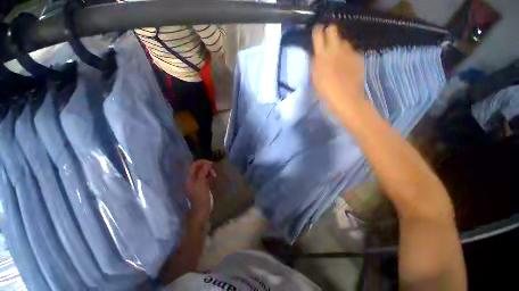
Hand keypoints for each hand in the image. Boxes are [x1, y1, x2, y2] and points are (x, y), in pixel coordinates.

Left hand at [185, 160, 215, 222]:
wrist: (202, 209)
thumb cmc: (200, 196)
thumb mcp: (201, 184)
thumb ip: (202, 173)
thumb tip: (206, 164)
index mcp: (189, 178)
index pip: (193, 166)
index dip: (201, 162)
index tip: (210, 162)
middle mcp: (192, 179)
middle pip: (198, 168)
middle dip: (206, 167)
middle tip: (213, 168)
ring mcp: (197, 182)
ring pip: (202, 172)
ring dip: (208, 171)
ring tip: (214, 174)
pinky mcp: (202, 185)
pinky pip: (205, 177)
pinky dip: (209, 175)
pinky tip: (213, 176)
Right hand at [311, 25, 364, 123]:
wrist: (346, 99)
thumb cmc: (325, 92)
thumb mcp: (314, 79)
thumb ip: (315, 64)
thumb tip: (316, 55)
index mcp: (322, 55)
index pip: (318, 34)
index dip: (317, 32)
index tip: (317, 35)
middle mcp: (335, 49)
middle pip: (333, 30)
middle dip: (329, 34)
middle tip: (328, 46)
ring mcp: (349, 52)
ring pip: (343, 41)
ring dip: (339, 47)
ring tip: (338, 59)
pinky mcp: (358, 57)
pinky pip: (351, 51)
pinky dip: (348, 56)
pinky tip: (347, 66)